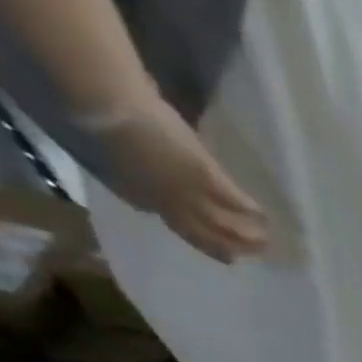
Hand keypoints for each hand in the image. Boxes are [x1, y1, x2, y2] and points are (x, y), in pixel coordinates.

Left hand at [101, 95, 268, 263]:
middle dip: (228, 246)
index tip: (216, 249)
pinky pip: (232, 199)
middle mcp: (168, 204)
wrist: (102, 105)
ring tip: (266, 243)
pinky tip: (264, 216)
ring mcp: (188, 192)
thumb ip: (124, 172)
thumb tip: (138, 176)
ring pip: (222, 223)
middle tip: (251, 256)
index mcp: (140, 197)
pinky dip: (249, 209)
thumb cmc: (96, 120)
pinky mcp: (204, 175)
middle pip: (204, 234)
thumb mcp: (103, 155)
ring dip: (246, 235)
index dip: (198, 237)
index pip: (174, 222)